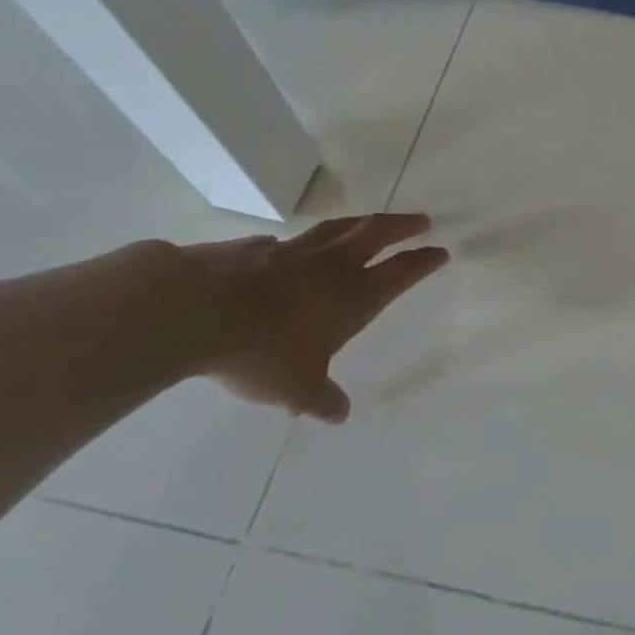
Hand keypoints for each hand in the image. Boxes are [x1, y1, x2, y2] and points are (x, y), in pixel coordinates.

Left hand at [180, 213, 447, 421]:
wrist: (194, 310)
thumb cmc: (261, 351)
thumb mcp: (296, 388)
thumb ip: (321, 399)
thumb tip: (338, 414)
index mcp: (353, 297)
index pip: (400, 272)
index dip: (423, 262)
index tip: (440, 252)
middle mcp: (330, 266)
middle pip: (377, 233)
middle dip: (403, 226)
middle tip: (420, 220)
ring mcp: (292, 252)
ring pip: (337, 228)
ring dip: (360, 222)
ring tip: (370, 221)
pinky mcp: (254, 248)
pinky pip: (286, 241)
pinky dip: (300, 243)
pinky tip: (290, 249)